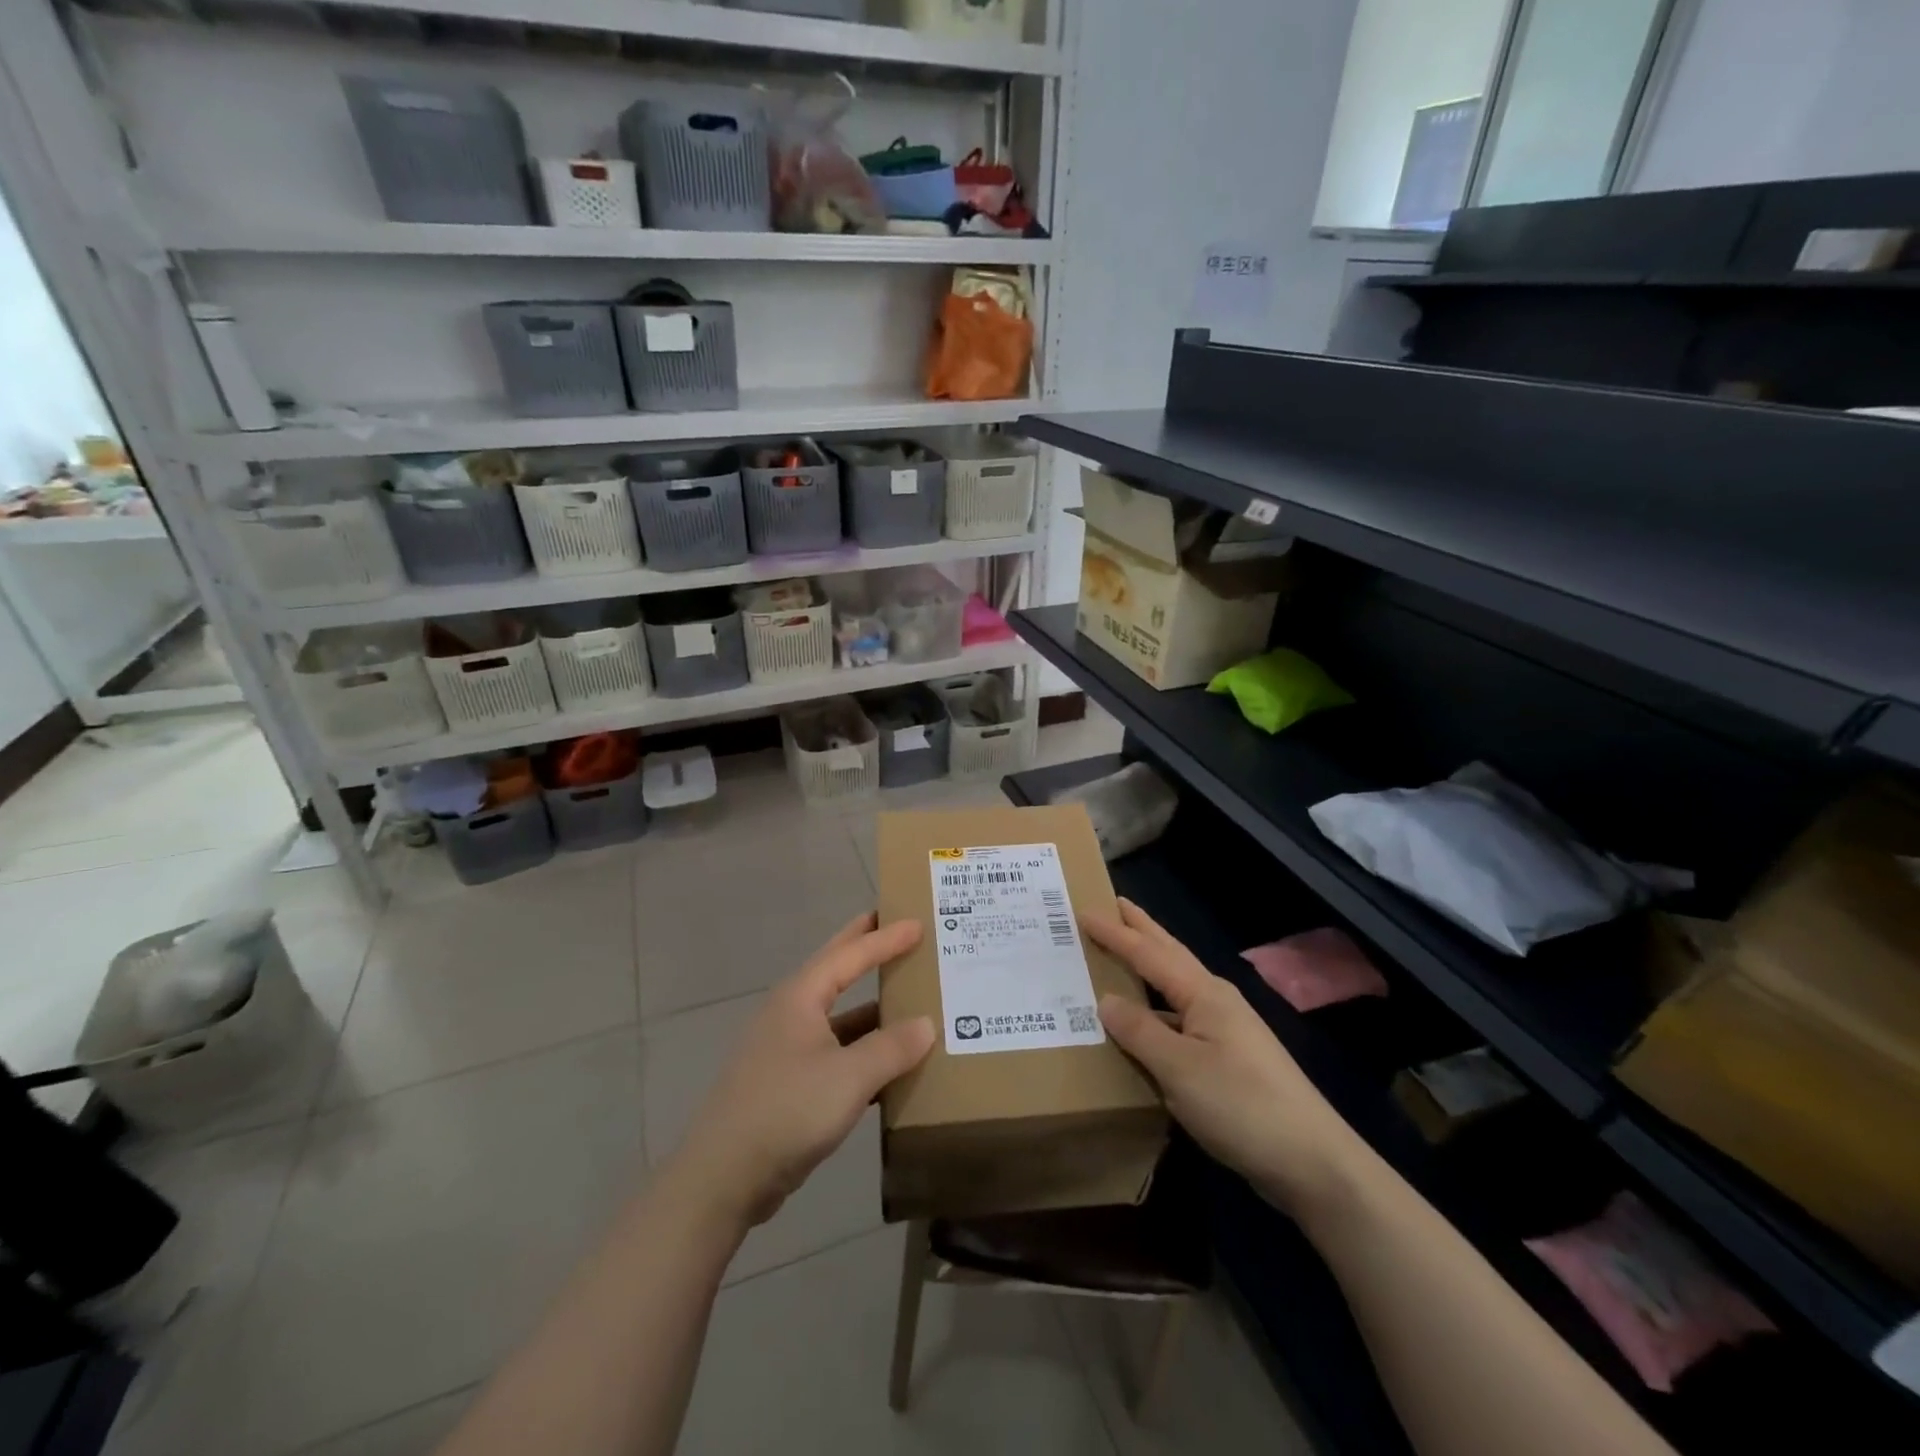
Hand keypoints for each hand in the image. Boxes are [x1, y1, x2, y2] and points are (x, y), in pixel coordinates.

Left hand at [665, 913, 934, 1231]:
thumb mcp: (849, 1077)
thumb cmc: (786, 1111)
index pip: (850, 955)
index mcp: (800, 997)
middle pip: (835, 970)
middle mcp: (790, 1013)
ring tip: (906, 995)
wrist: (722, 1178)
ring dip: (870, 1006)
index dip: (885, 938)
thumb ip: (891, 1048)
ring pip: (838, 1016)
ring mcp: (786, 1049)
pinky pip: (835, 1051)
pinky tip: (888, 1062)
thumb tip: (927, 1024)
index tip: (918, 923)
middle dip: (865, 948)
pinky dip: (862, 1048)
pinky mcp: (787, 1083)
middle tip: (897, 927)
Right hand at [1085, 899, 1365, 1219]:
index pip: (1149, 954)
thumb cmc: (1242, 1105)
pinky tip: (1144, 1025)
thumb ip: (1140, 1031)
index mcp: (1204, 994)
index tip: (1084, 911)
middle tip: (1114, 905)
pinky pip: (1180, 1019)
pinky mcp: (1229, 1060)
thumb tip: (1105, 1000)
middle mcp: (1215, 1002)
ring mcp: (1226, 1031)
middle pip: (1170, 955)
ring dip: (1148, 967)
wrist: (1312, 1162)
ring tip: (1121, 956)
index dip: (1115, 933)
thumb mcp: (1180, 1069)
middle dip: (1142, 930)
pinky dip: (1156, 1010)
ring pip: (1176, 987)